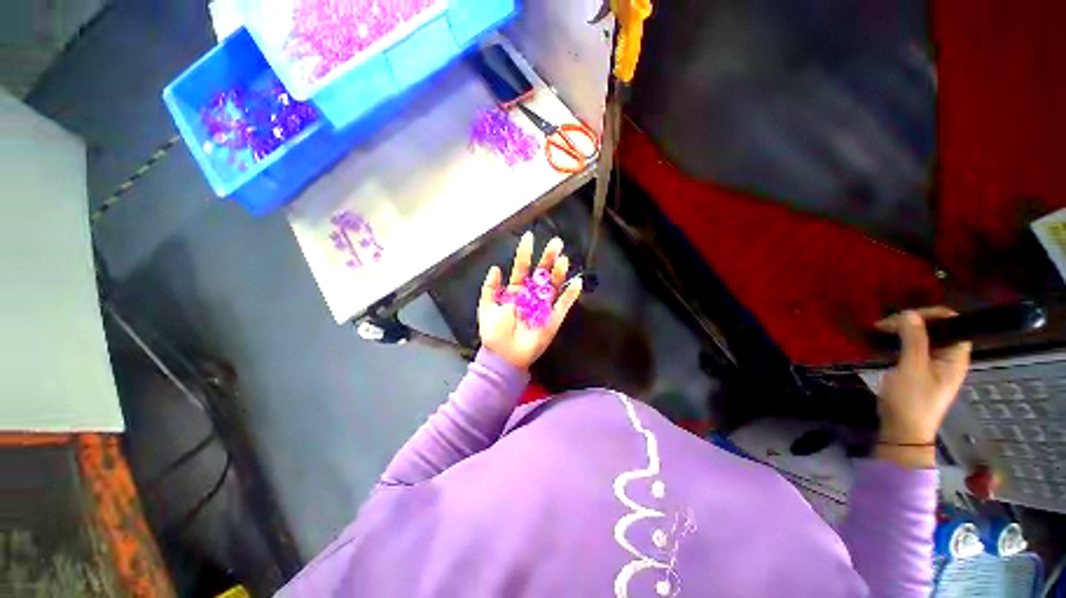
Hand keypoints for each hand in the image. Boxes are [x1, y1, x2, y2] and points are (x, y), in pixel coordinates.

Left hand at [479, 232, 582, 370]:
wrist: (504, 356)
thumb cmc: (494, 332)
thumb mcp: (487, 308)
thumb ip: (490, 288)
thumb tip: (495, 268)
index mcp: (515, 292)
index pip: (521, 268)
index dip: (525, 254)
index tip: (529, 237)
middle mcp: (531, 296)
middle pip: (541, 273)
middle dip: (548, 258)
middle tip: (556, 242)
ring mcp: (543, 306)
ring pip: (553, 285)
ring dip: (559, 272)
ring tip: (563, 259)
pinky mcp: (553, 319)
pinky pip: (564, 305)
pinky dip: (571, 294)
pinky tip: (577, 282)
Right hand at [873, 308, 971, 466]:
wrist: (903, 432)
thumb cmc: (911, 401)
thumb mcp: (912, 368)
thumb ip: (913, 340)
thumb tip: (910, 313)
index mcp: (955, 356)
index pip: (953, 323)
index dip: (931, 315)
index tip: (903, 317)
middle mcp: (948, 358)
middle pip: (936, 329)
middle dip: (911, 322)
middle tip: (884, 325)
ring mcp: (934, 366)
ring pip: (922, 339)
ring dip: (903, 332)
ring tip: (880, 333)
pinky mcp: (920, 372)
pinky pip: (913, 349)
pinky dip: (900, 343)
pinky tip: (884, 344)